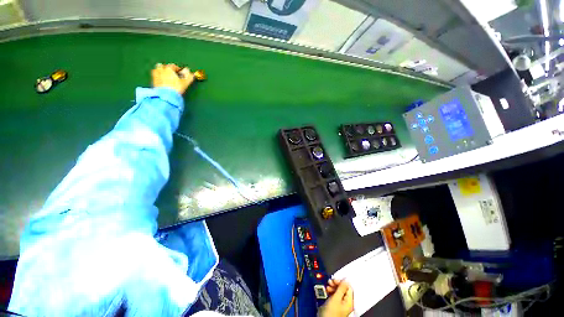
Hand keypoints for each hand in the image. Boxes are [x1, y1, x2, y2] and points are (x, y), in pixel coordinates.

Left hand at [151, 63, 194, 94]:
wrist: (166, 96)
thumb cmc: (176, 88)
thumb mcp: (185, 83)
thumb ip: (188, 77)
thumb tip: (190, 72)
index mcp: (168, 68)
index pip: (173, 66)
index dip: (178, 69)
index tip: (180, 74)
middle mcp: (160, 70)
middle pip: (163, 66)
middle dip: (167, 69)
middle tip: (172, 75)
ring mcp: (155, 75)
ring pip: (157, 70)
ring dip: (161, 72)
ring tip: (166, 77)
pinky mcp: (152, 81)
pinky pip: (155, 77)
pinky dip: (158, 77)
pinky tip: (163, 82)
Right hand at [319, 280, 353, 316]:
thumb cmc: (331, 312)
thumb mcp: (336, 298)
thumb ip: (341, 288)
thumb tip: (346, 279)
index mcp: (349, 301)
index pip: (349, 287)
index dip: (342, 281)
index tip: (335, 278)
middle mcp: (347, 303)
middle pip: (343, 289)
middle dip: (336, 284)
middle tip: (330, 282)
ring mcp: (341, 305)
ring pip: (338, 292)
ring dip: (333, 287)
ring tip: (328, 286)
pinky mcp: (336, 306)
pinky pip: (335, 296)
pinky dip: (331, 292)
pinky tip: (327, 291)